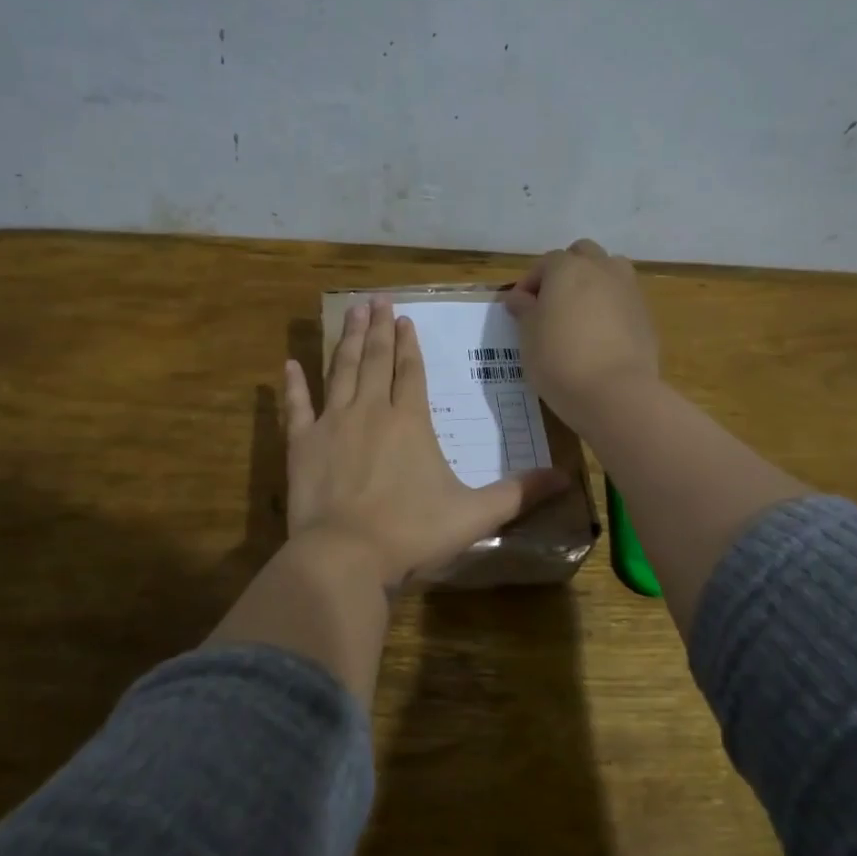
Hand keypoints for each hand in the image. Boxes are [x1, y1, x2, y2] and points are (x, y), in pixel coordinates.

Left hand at [284, 297, 568, 586]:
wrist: (346, 555)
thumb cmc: (412, 533)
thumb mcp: (474, 514)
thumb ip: (518, 493)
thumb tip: (566, 479)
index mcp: (410, 421)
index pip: (411, 371)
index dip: (410, 344)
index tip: (406, 319)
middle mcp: (370, 410)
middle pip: (376, 360)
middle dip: (379, 328)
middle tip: (376, 300)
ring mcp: (332, 424)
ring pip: (341, 371)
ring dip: (348, 341)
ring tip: (351, 313)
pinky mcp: (301, 445)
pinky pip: (297, 407)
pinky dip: (294, 385)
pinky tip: (290, 364)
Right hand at [504, 238, 659, 424]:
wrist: (615, 392)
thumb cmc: (559, 360)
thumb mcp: (528, 336)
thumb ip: (524, 310)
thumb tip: (519, 297)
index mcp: (568, 268)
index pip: (544, 263)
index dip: (529, 284)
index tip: (519, 309)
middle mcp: (601, 269)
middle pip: (582, 255)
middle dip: (566, 272)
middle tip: (552, 303)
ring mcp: (629, 289)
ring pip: (609, 271)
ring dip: (593, 282)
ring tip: (579, 313)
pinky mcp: (645, 314)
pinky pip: (623, 299)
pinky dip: (610, 307)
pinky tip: (600, 335)